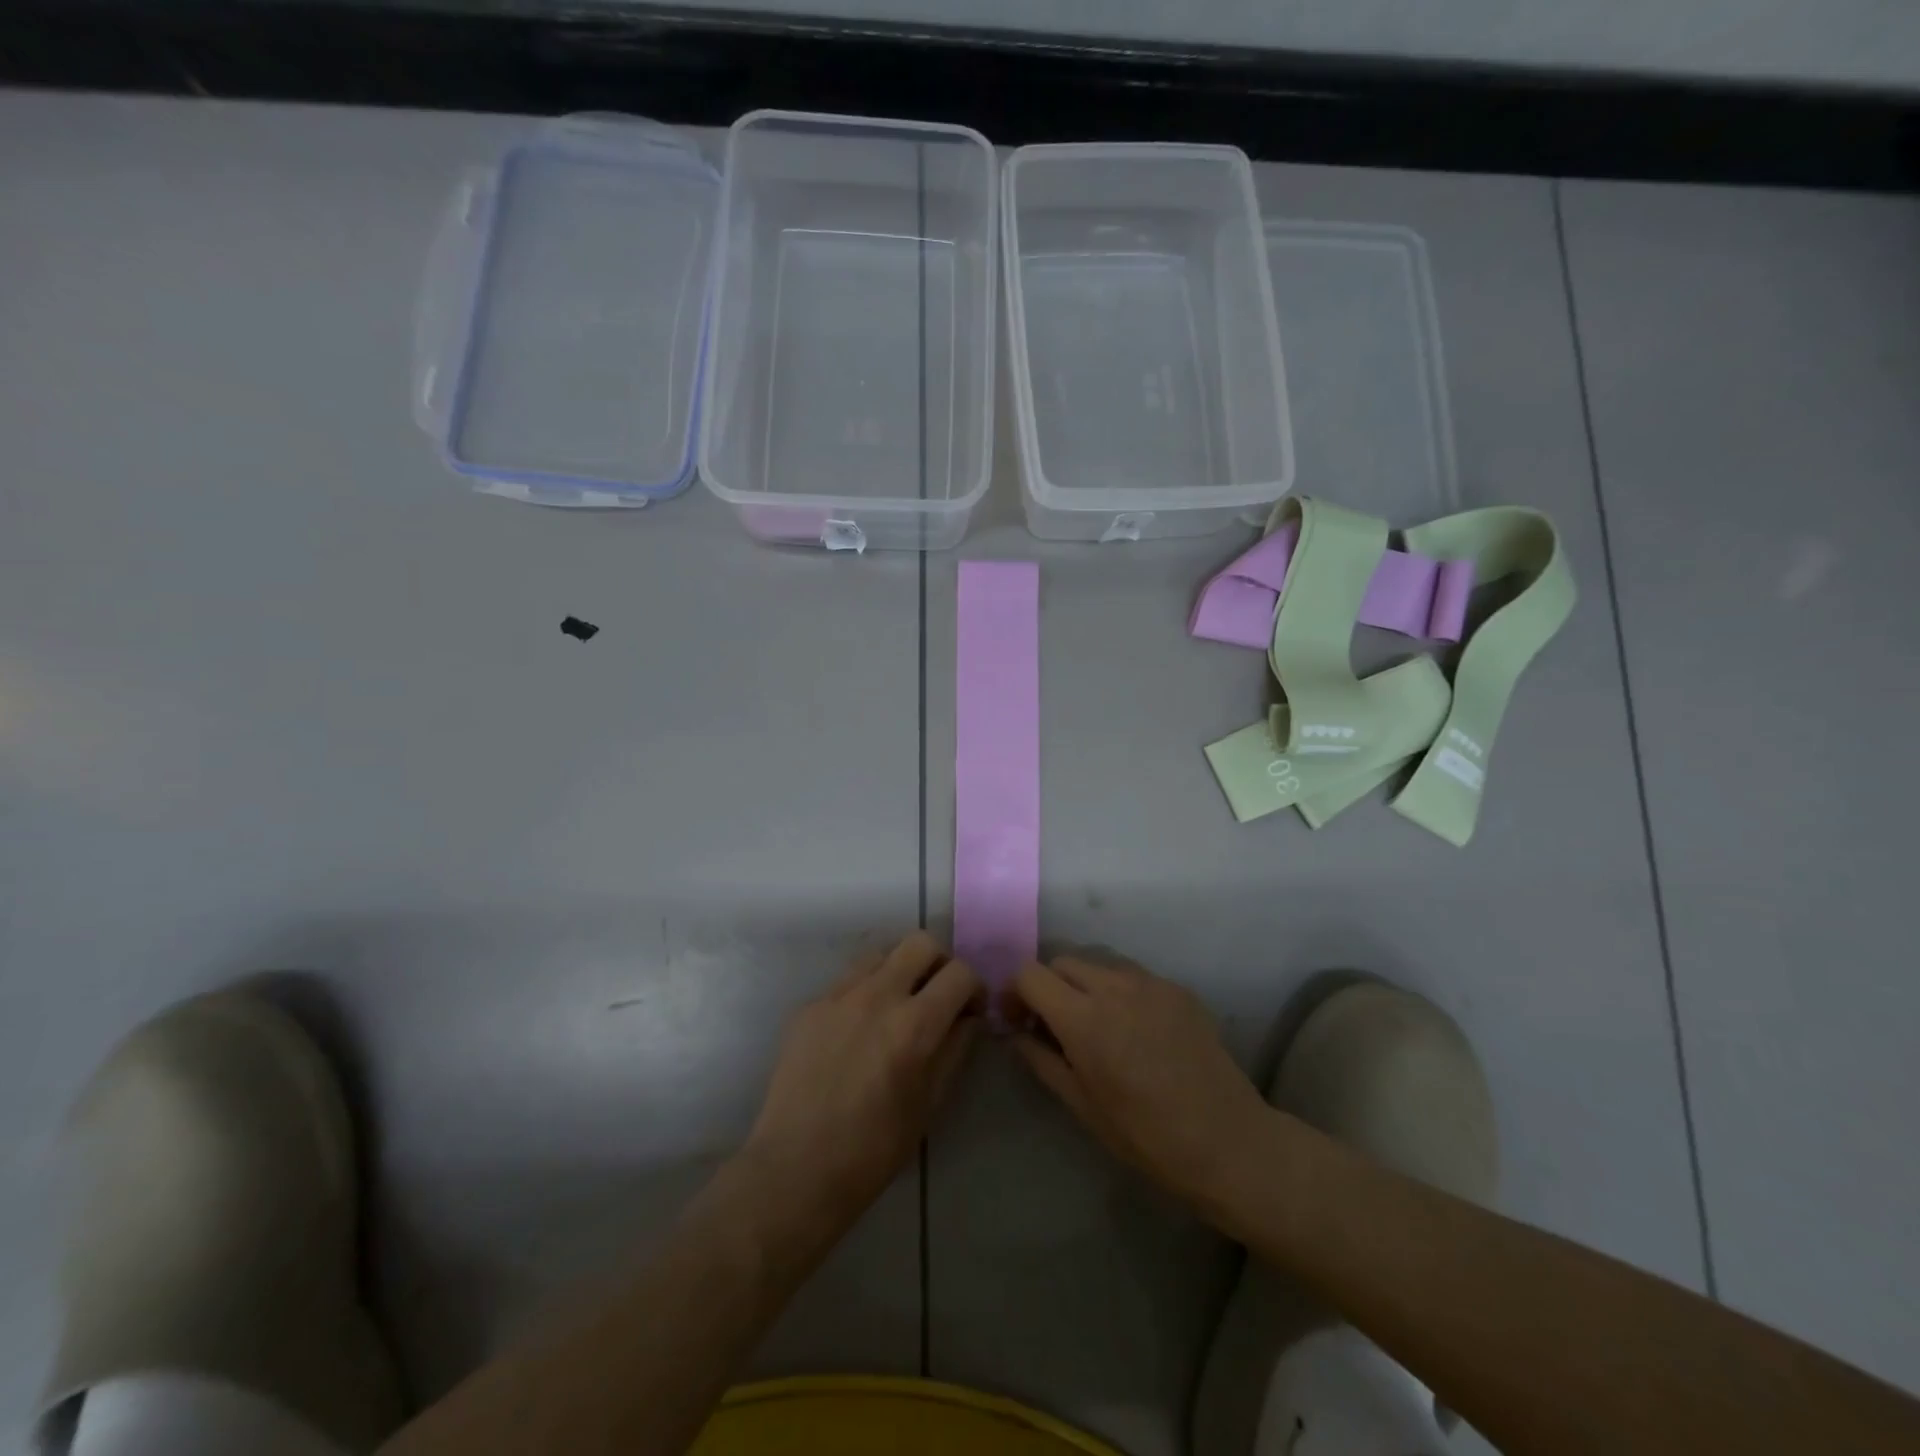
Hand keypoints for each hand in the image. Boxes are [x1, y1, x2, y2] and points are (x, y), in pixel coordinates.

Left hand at [741, 933, 982, 1239]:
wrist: (796, 1167)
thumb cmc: (874, 1148)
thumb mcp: (930, 1103)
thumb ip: (955, 1049)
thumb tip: (967, 1017)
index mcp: (913, 1025)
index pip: (959, 973)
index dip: (974, 987)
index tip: (971, 1009)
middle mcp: (877, 995)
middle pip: (921, 942)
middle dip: (940, 963)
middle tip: (938, 995)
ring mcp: (838, 996)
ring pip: (882, 953)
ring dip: (900, 970)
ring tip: (897, 1006)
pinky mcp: (810, 1005)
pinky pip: (848, 981)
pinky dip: (865, 992)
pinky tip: (859, 1029)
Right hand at [1010, 950, 1271, 1206]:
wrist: (1227, 1141)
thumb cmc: (1146, 1135)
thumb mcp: (1081, 1105)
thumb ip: (1041, 1059)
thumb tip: (1016, 1033)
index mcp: (1084, 1019)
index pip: (1031, 974)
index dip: (1015, 992)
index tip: (1017, 1019)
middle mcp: (1114, 987)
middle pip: (1062, 962)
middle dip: (1048, 986)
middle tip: (1051, 1024)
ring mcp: (1150, 983)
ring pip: (1098, 964)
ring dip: (1083, 985)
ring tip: (1094, 1024)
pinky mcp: (1177, 989)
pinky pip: (1132, 976)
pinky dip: (1118, 992)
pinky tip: (1132, 1029)